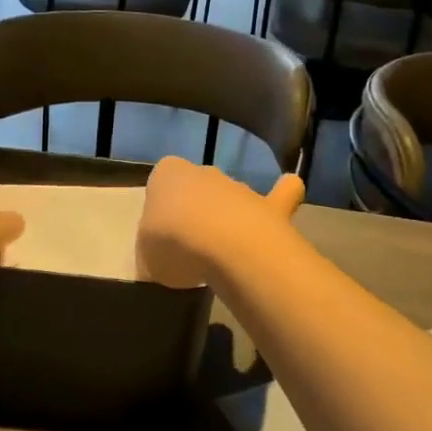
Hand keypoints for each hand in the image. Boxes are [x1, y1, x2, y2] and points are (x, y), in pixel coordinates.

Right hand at [137, 156, 303, 289]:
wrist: (225, 247)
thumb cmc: (173, 244)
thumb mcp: (144, 257)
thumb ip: (152, 251)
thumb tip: (162, 258)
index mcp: (167, 174)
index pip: (160, 182)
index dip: (160, 207)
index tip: (160, 234)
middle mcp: (203, 172)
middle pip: (197, 188)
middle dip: (195, 210)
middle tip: (190, 247)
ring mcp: (239, 187)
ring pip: (231, 196)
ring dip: (228, 217)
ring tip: (224, 253)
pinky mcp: (270, 204)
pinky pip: (281, 194)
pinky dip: (284, 195)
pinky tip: (287, 202)